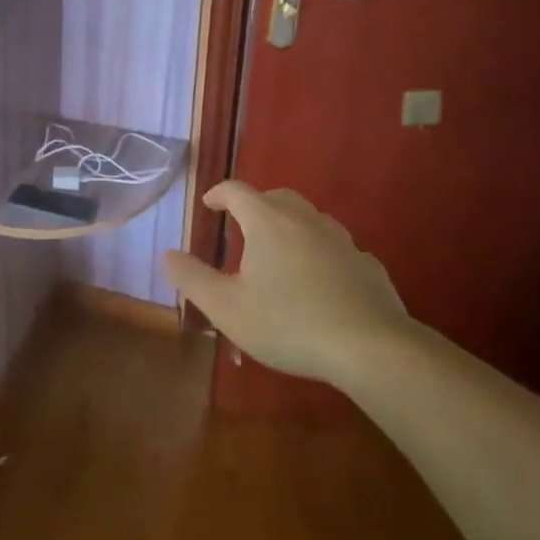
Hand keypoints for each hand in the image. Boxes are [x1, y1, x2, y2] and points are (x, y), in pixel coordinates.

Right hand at [162, 180, 409, 383]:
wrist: (371, 349)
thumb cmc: (289, 323)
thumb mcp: (226, 307)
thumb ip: (192, 278)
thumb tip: (168, 254)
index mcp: (267, 222)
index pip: (237, 191)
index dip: (219, 194)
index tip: (209, 204)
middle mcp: (305, 220)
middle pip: (277, 197)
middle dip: (256, 205)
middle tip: (243, 225)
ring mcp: (342, 241)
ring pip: (311, 219)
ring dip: (291, 226)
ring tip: (280, 251)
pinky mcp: (369, 266)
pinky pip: (338, 248)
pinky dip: (322, 253)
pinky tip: (321, 280)